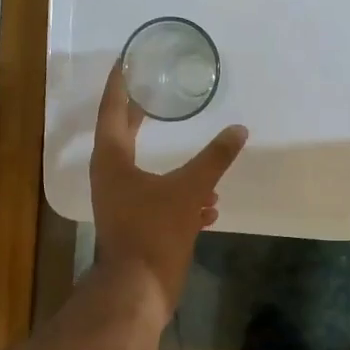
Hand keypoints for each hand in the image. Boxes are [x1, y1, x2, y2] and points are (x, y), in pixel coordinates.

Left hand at [89, 62, 246, 323]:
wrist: (139, 289)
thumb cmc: (155, 231)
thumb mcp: (189, 189)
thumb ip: (214, 158)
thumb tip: (239, 129)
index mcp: (112, 159)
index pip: (113, 109)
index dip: (121, 83)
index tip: (128, 60)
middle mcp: (111, 177)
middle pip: (125, 136)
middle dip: (143, 117)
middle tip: (157, 94)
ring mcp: (122, 203)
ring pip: (147, 173)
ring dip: (176, 168)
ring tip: (205, 164)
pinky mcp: (135, 225)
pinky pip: (159, 201)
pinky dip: (182, 198)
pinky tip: (210, 205)